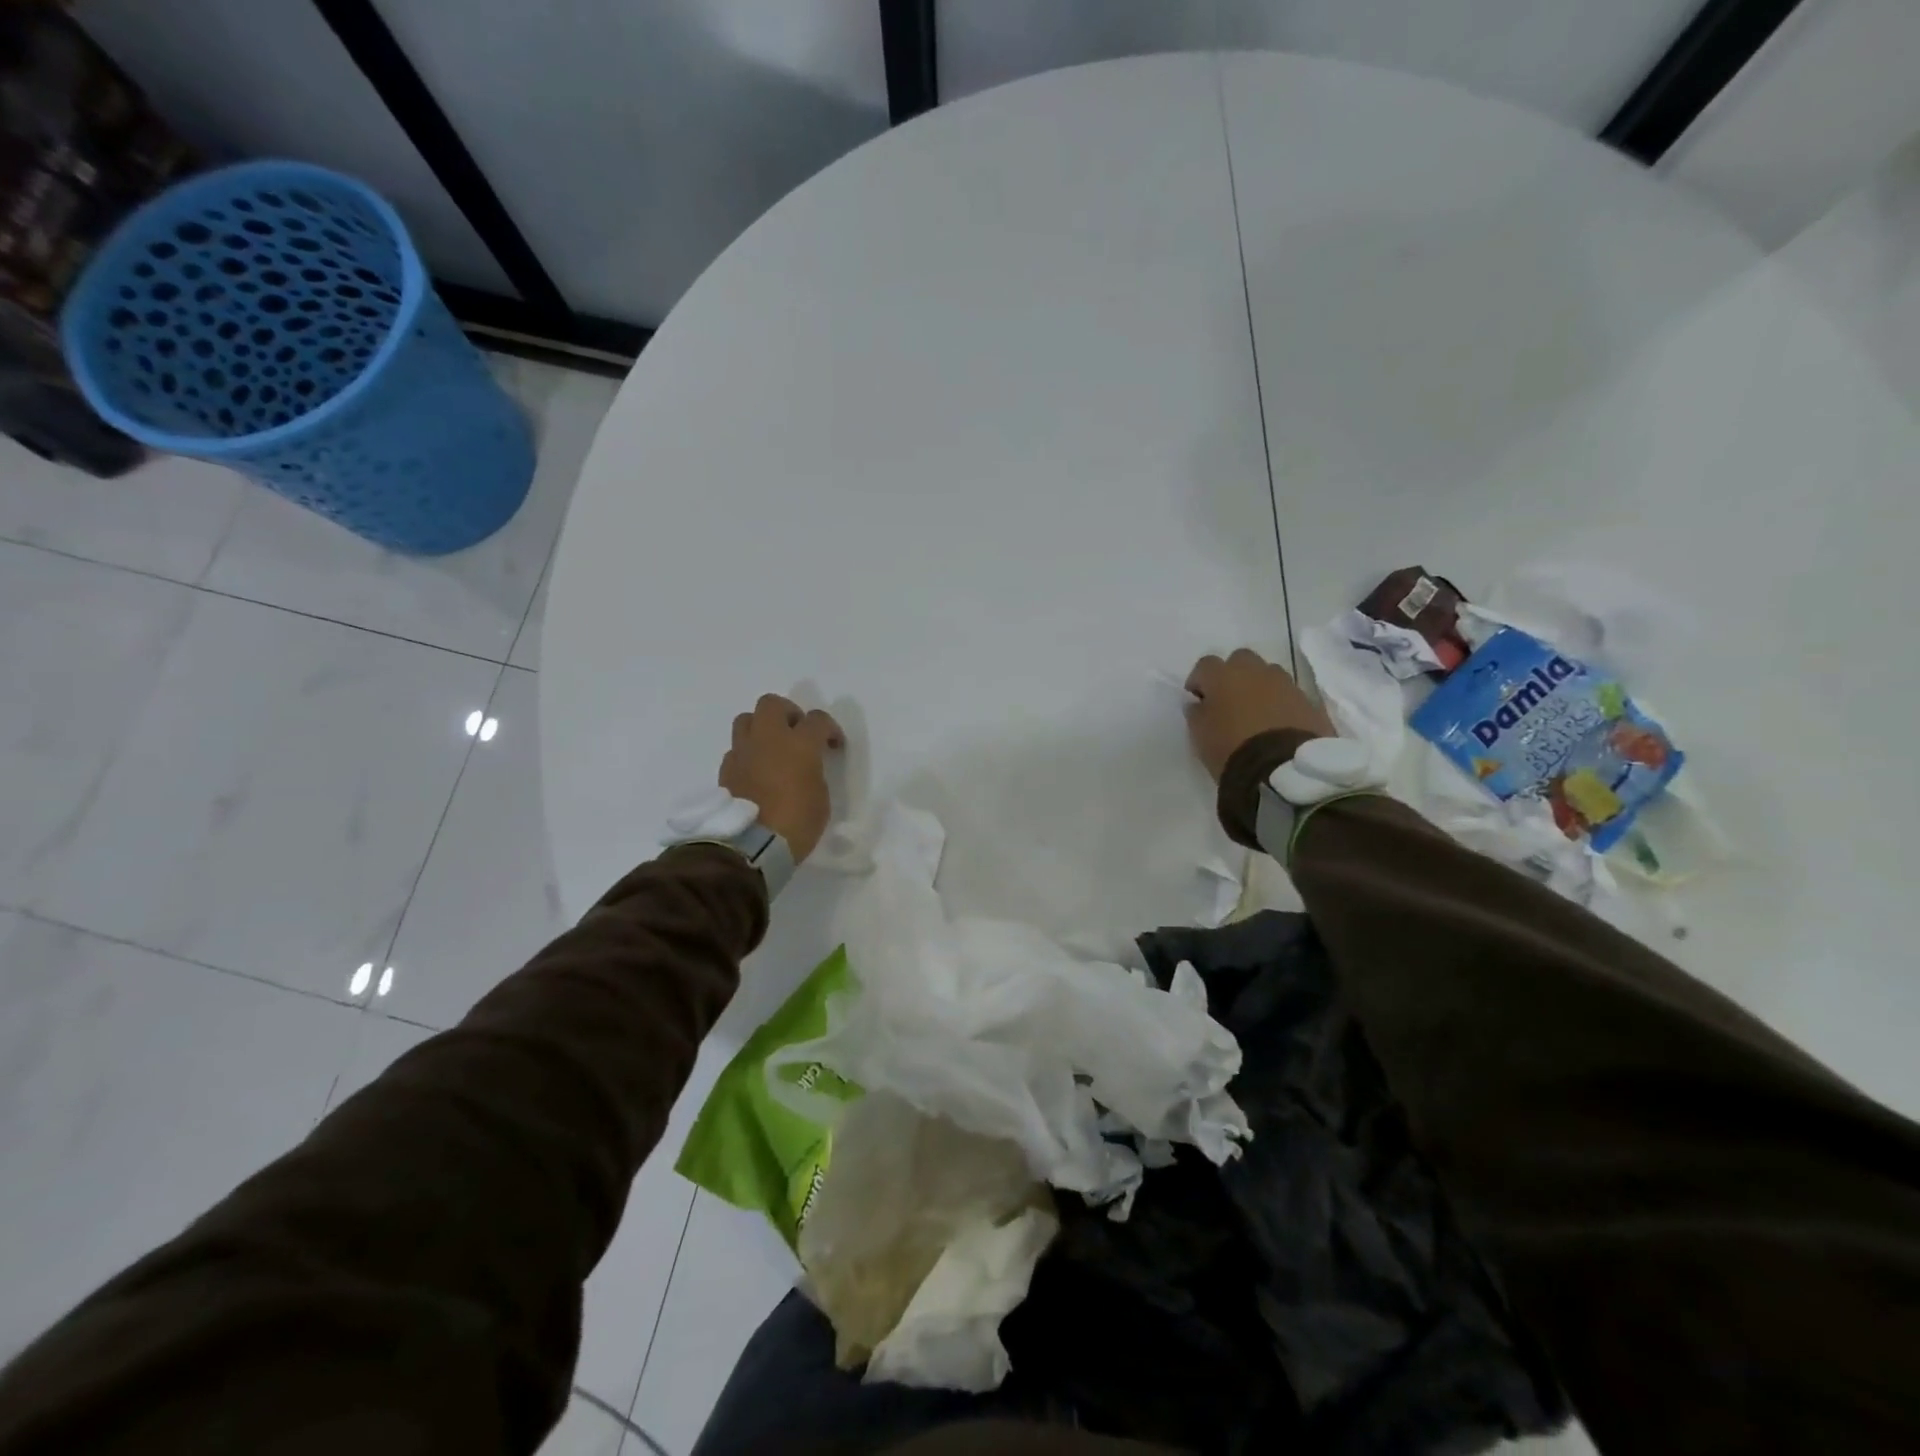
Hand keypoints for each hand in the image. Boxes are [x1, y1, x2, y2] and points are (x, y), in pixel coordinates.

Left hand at [719, 695, 844, 862]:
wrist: (752, 846)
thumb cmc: (797, 822)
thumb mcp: (821, 796)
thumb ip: (814, 771)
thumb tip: (805, 766)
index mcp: (799, 743)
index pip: (817, 719)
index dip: (829, 729)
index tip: (833, 745)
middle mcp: (768, 739)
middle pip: (772, 704)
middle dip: (788, 713)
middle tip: (797, 733)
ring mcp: (743, 752)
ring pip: (746, 719)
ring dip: (761, 727)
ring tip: (772, 748)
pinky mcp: (725, 770)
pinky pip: (736, 749)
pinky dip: (747, 754)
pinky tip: (755, 772)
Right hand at [1184, 648, 1332, 781]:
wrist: (1282, 769)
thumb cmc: (1230, 748)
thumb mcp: (1199, 734)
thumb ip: (1196, 713)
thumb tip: (1198, 703)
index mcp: (1224, 676)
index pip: (1205, 665)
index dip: (1199, 680)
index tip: (1197, 699)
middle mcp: (1256, 671)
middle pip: (1241, 660)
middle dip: (1233, 675)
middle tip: (1229, 700)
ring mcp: (1286, 684)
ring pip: (1268, 674)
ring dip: (1259, 686)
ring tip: (1256, 713)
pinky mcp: (1308, 701)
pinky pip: (1289, 694)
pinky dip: (1280, 703)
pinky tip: (1277, 725)